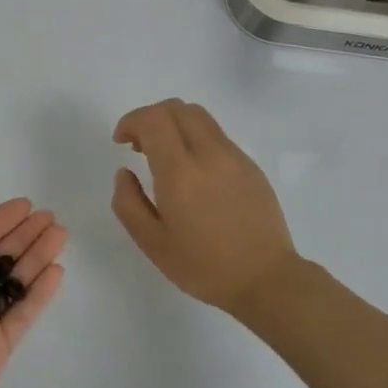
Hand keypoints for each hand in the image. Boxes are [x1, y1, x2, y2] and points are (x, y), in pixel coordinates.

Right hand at [112, 99, 301, 315]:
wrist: (266, 280)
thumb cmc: (204, 266)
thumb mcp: (152, 243)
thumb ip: (128, 203)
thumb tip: (124, 173)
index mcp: (181, 173)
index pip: (153, 120)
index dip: (131, 121)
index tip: (121, 142)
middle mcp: (209, 154)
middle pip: (177, 108)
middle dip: (151, 117)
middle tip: (139, 145)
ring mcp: (235, 157)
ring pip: (200, 117)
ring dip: (174, 124)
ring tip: (165, 156)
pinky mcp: (251, 166)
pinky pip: (217, 136)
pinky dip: (195, 139)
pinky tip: (193, 173)